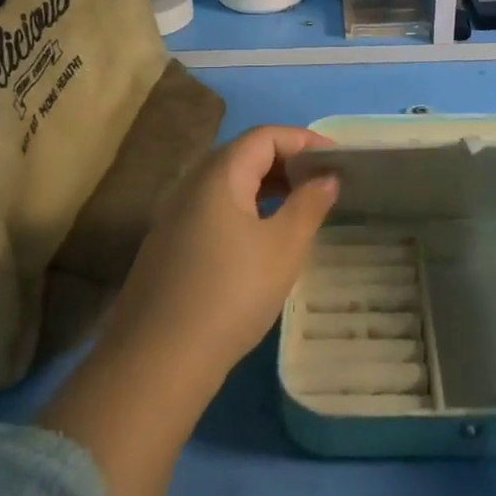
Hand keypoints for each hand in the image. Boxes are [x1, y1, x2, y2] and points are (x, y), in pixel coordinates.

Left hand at [105, 125, 340, 377]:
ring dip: (267, 187)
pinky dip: (247, 210)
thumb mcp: (284, 247)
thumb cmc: (232, 292)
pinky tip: (264, 239)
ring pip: (228, 185)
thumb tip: (326, 178)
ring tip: (301, 208)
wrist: (159, 359)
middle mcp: (191, 185)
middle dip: (287, 162)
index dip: (303, 140)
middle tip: (322, 183)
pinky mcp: (170, 246)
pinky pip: (215, 210)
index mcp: (218, 175)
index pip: (265, 136)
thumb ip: (309, 205)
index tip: (336, 160)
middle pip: (244, 155)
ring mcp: (175, 216)